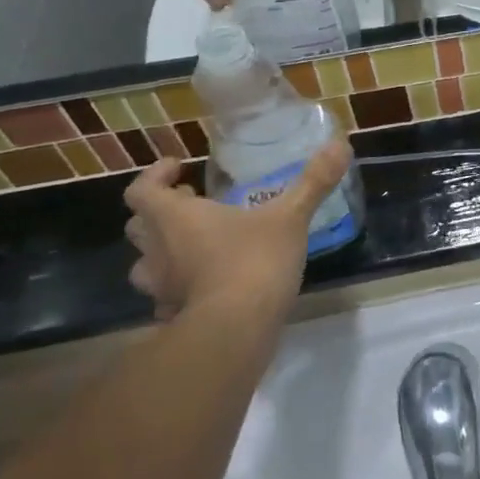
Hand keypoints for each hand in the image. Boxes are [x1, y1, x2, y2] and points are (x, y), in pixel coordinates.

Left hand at [122, 142, 351, 319]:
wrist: (235, 333)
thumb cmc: (253, 262)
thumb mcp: (290, 216)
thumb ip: (313, 181)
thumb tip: (341, 145)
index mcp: (176, 219)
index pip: (142, 190)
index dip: (155, 175)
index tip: (179, 167)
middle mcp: (159, 252)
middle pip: (139, 226)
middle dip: (160, 213)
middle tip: (191, 203)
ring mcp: (162, 289)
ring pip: (146, 266)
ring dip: (163, 252)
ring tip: (196, 246)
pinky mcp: (175, 318)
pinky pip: (167, 298)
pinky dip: (180, 288)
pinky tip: (208, 286)